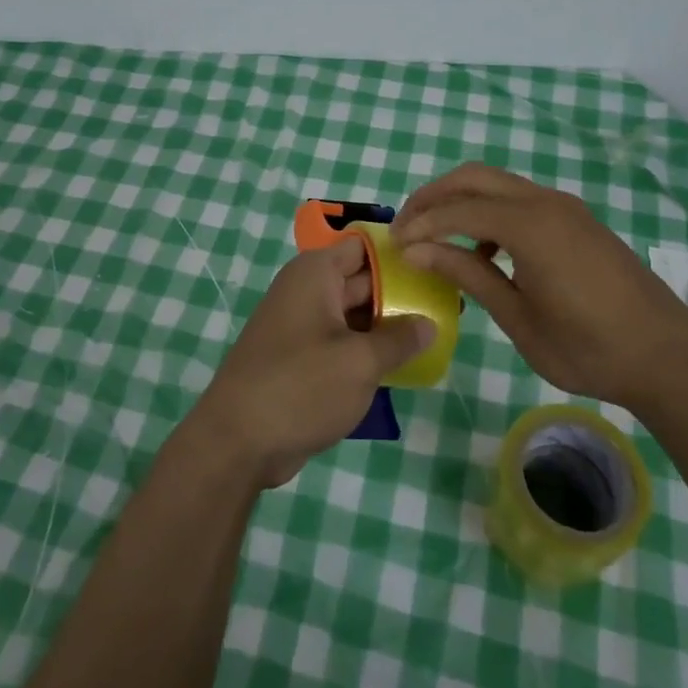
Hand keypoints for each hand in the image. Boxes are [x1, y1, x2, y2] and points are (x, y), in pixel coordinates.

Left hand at [189, 239, 431, 488]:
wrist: (238, 441)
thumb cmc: (301, 386)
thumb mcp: (360, 362)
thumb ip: (399, 339)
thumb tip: (429, 323)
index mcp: (316, 273)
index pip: (365, 246)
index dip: (400, 253)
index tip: (438, 265)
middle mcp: (308, 290)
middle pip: (363, 280)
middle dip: (402, 293)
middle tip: (450, 305)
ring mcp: (303, 324)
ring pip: (355, 314)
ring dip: (388, 325)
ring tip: (437, 334)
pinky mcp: (302, 357)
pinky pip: (343, 341)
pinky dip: (369, 349)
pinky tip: (404, 364)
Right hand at [392, 164, 687, 411]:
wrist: (669, 358)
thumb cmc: (589, 349)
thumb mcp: (519, 318)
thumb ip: (468, 275)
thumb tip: (417, 251)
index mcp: (529, 226)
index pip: (456, 211)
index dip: (419, 225)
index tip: (391, 245)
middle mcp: (545, 202)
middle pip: (473, 178)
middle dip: (433, 197)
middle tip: (406, 228)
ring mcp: (565, 207)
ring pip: (497, 183)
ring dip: (460, 201)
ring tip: (434, 237)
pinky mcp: (577, 219)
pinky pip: (520, 199)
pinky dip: (489, 211)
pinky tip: (484, 251)